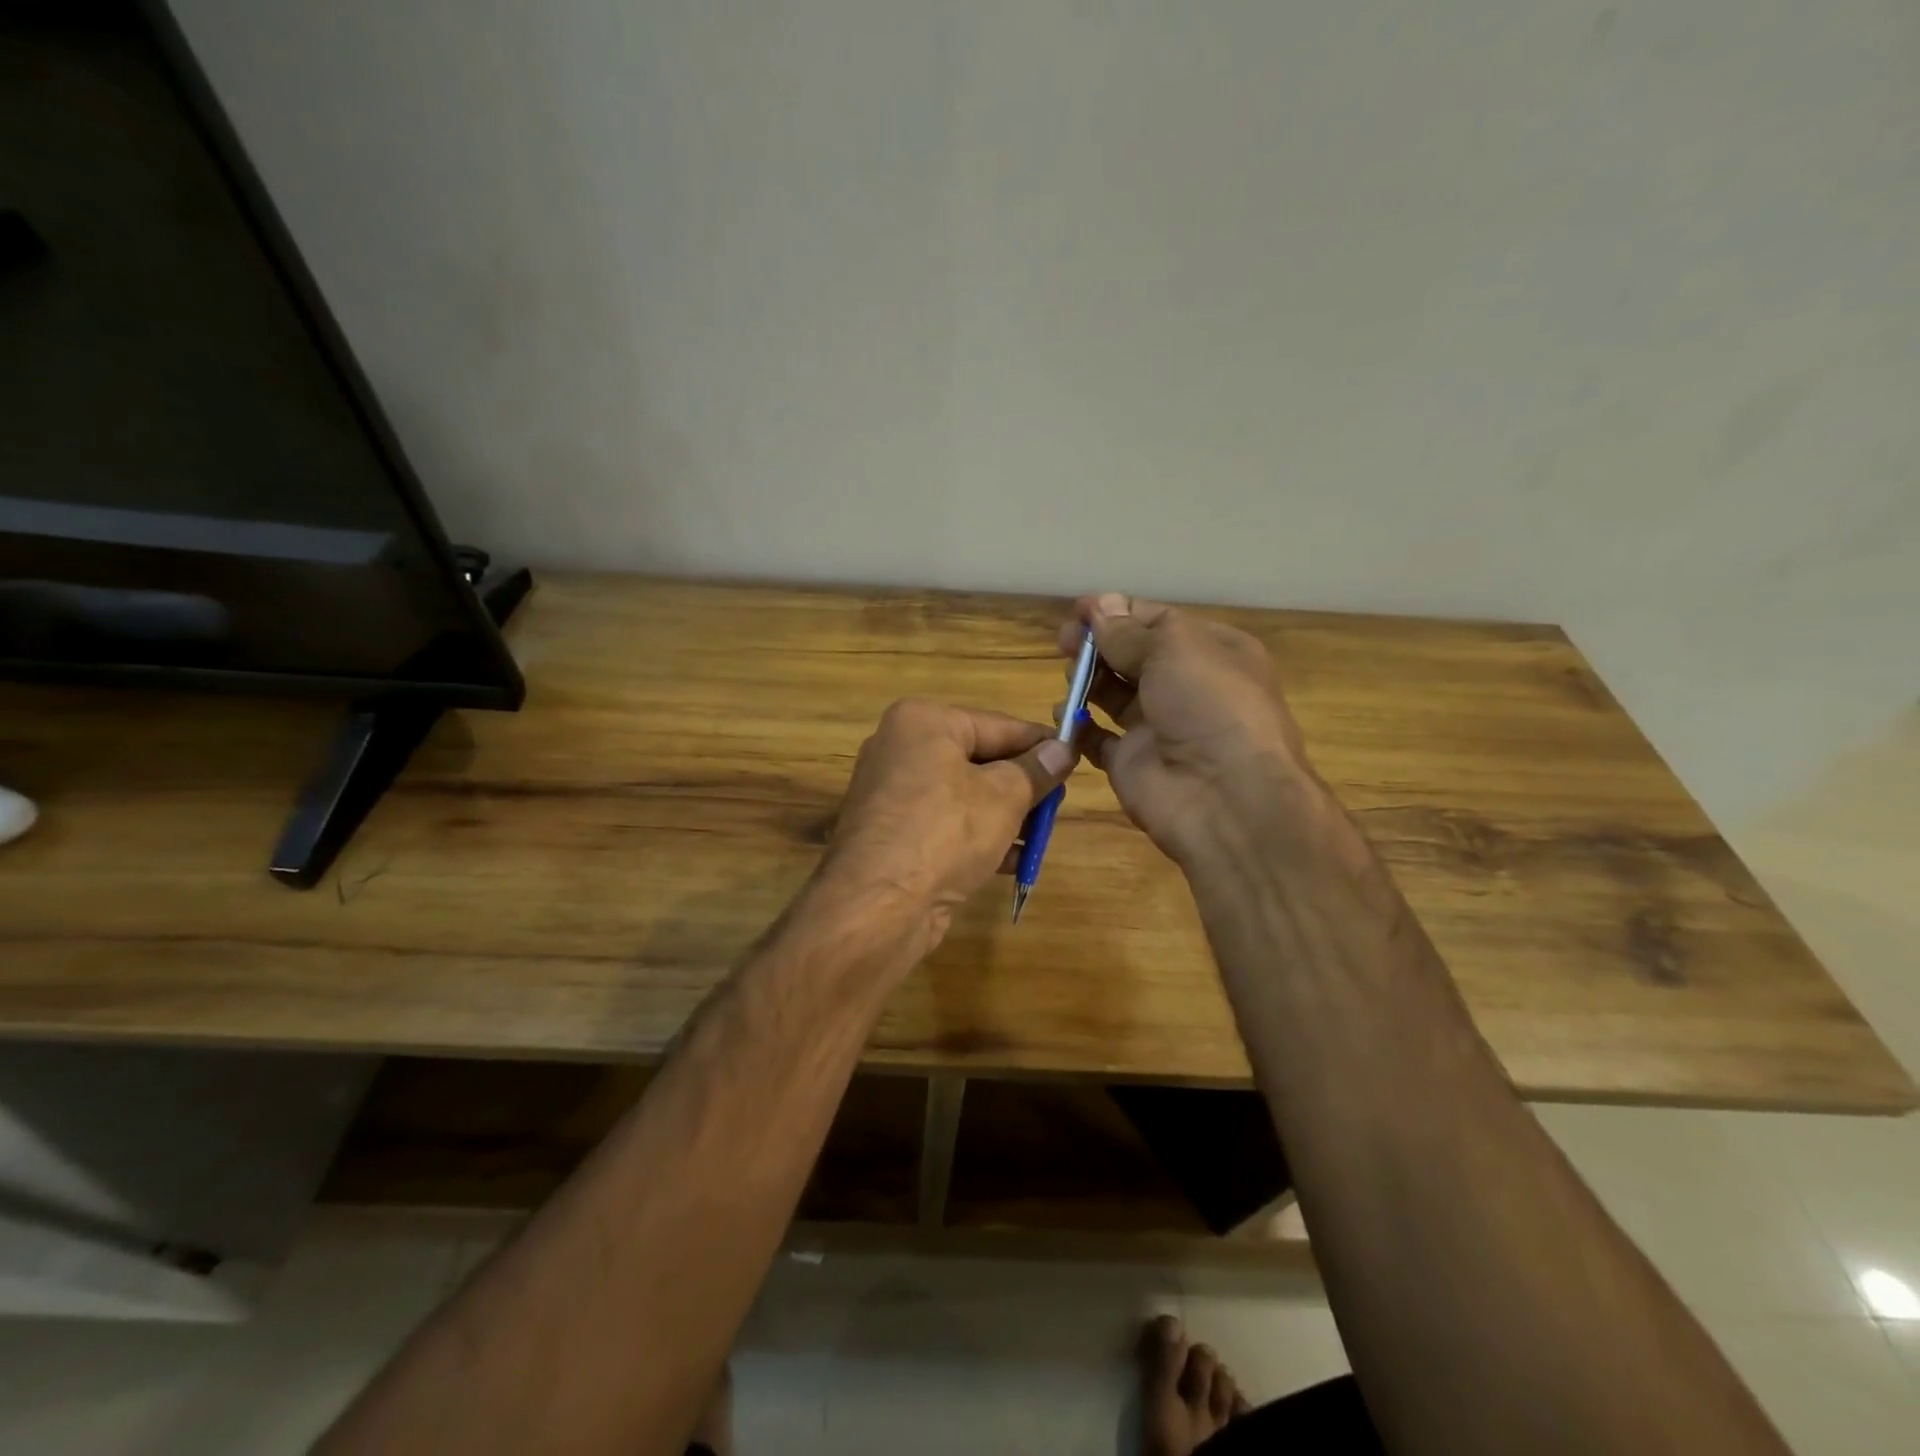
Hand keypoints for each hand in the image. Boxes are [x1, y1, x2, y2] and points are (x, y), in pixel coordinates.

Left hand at [822, 699, 1076, 954]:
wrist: (877, 906)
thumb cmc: (946, 831)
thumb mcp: (1004, 797)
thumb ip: (1036, 771)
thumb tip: (1063, 750)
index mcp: (922, 722)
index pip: (997, 724)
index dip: (1040, 743)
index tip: (1075, 757)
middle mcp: (900, 749)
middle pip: (978, 760)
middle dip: (1021, 785)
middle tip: (1058, 802)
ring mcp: (891, 794)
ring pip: (964, 796)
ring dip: (1005, 816)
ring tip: (1042, 835)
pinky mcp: (892, 835)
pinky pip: (945, 825)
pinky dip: (978, 837)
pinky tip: (1014, 861)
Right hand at [1059, 593, 1317, 868]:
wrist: (1225, 797)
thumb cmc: (1209, 705)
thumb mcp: (1174, 649)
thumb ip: (1128, 631)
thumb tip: (1099, 606)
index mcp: (1210, 651)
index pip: (1157, 621)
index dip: (1117, 612)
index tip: (1078, 609)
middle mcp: (1186, 686)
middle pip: (1131, 655)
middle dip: (1097, 644)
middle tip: (1063, 640)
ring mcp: (1158, 726)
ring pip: (1113, 694)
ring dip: (1087, 679)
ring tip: (1069, 674)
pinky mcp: (1131, 762)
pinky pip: (1096, 739)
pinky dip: (1077, 726)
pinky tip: (1061, 714)